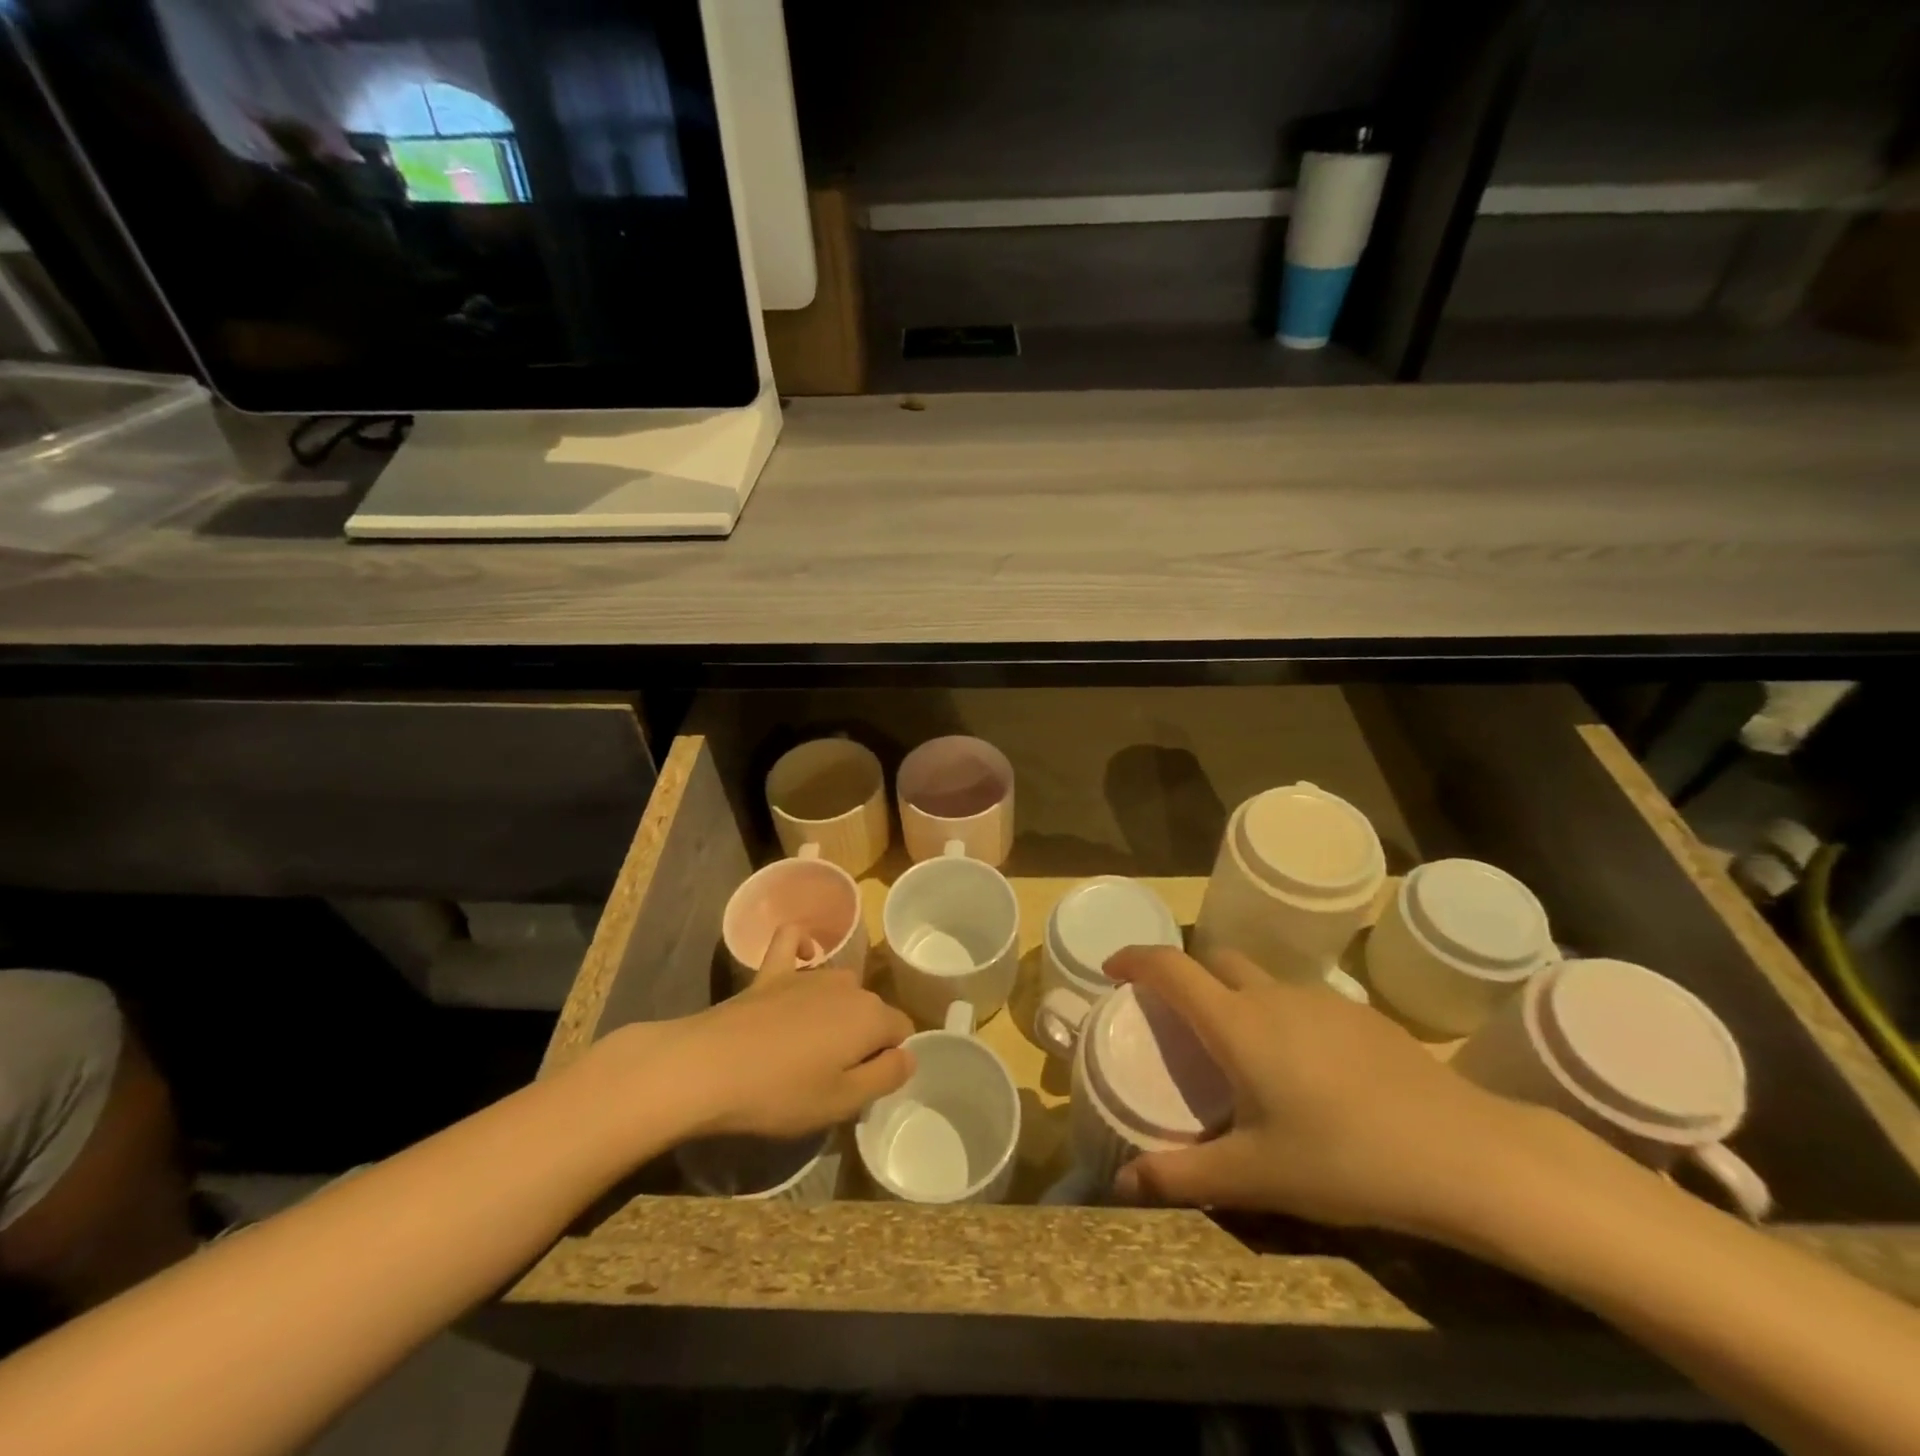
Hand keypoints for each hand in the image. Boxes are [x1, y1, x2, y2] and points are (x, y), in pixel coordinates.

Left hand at [597, 925, 914, 1141]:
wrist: (708, 1068)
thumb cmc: (780, 1093)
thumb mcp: (842, 1102)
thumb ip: (886, 1076)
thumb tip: (908, 1054)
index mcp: (871, 1017)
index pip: (901, 1031)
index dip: (889, 1058)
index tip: (863, 1084)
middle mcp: (848, 985)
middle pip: (871, 1010)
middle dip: (863, 1037)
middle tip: (834, 1075)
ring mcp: (809, 974)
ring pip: (841, 985)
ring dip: (837, 1009)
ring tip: (811, 1045)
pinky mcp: (772, 971)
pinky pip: (794, 941)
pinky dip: (802, 945)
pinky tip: (802, 956)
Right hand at [1105, 945, 1568, 1240]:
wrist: (1467, 1154)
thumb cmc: (1346, 1160)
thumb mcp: (1256, 1176)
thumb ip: (1183, 1176)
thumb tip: (1120, 1185)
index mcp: (1236, 1023)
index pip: (1170, 967)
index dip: (1135, 958)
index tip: (1112, 967)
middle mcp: (1272, 996)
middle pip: (1215, 962)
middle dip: (1187, 978)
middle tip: (1178, 1021)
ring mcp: (1321, 1000)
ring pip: (1260, 980)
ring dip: (1237, 998)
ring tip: (1240, 1052)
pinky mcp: (1361, 1016)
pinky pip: (1301, 1001)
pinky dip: (1280, 1016)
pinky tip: (1305, 1072)